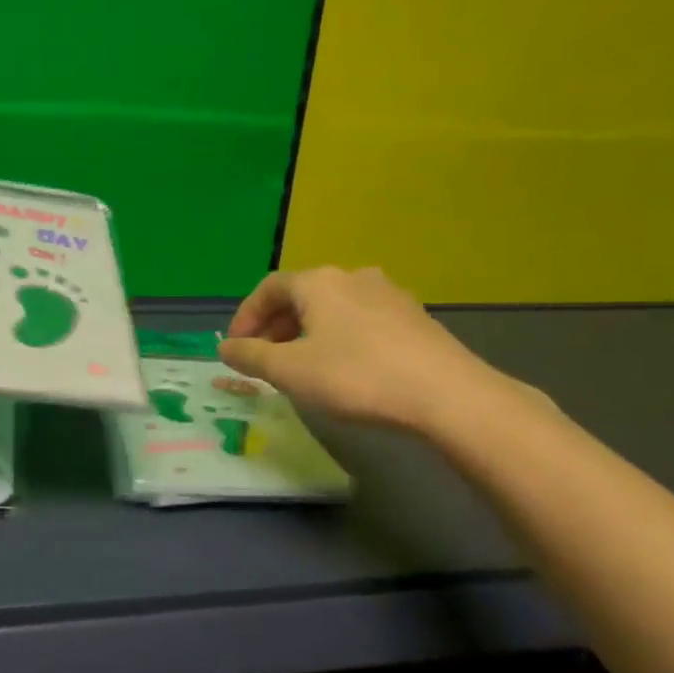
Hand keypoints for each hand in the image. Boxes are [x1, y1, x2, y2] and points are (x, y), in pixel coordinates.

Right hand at [218, 266, 501, 432]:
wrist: (448, 395)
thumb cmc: (356, 377)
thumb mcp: (290, 371)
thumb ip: (251, 356)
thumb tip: (225, 347)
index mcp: (319, 282)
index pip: (269, 288)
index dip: (246, 317)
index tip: (235, 348)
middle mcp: (353, 277)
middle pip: (301, 295)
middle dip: (275, 326)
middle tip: (263, 359)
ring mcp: (389, 295)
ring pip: (333, 308)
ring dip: (307, 332)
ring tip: (301, 365)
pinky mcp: (415, 318)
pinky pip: (361, 320)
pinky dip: (339, 337)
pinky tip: (344, 368)